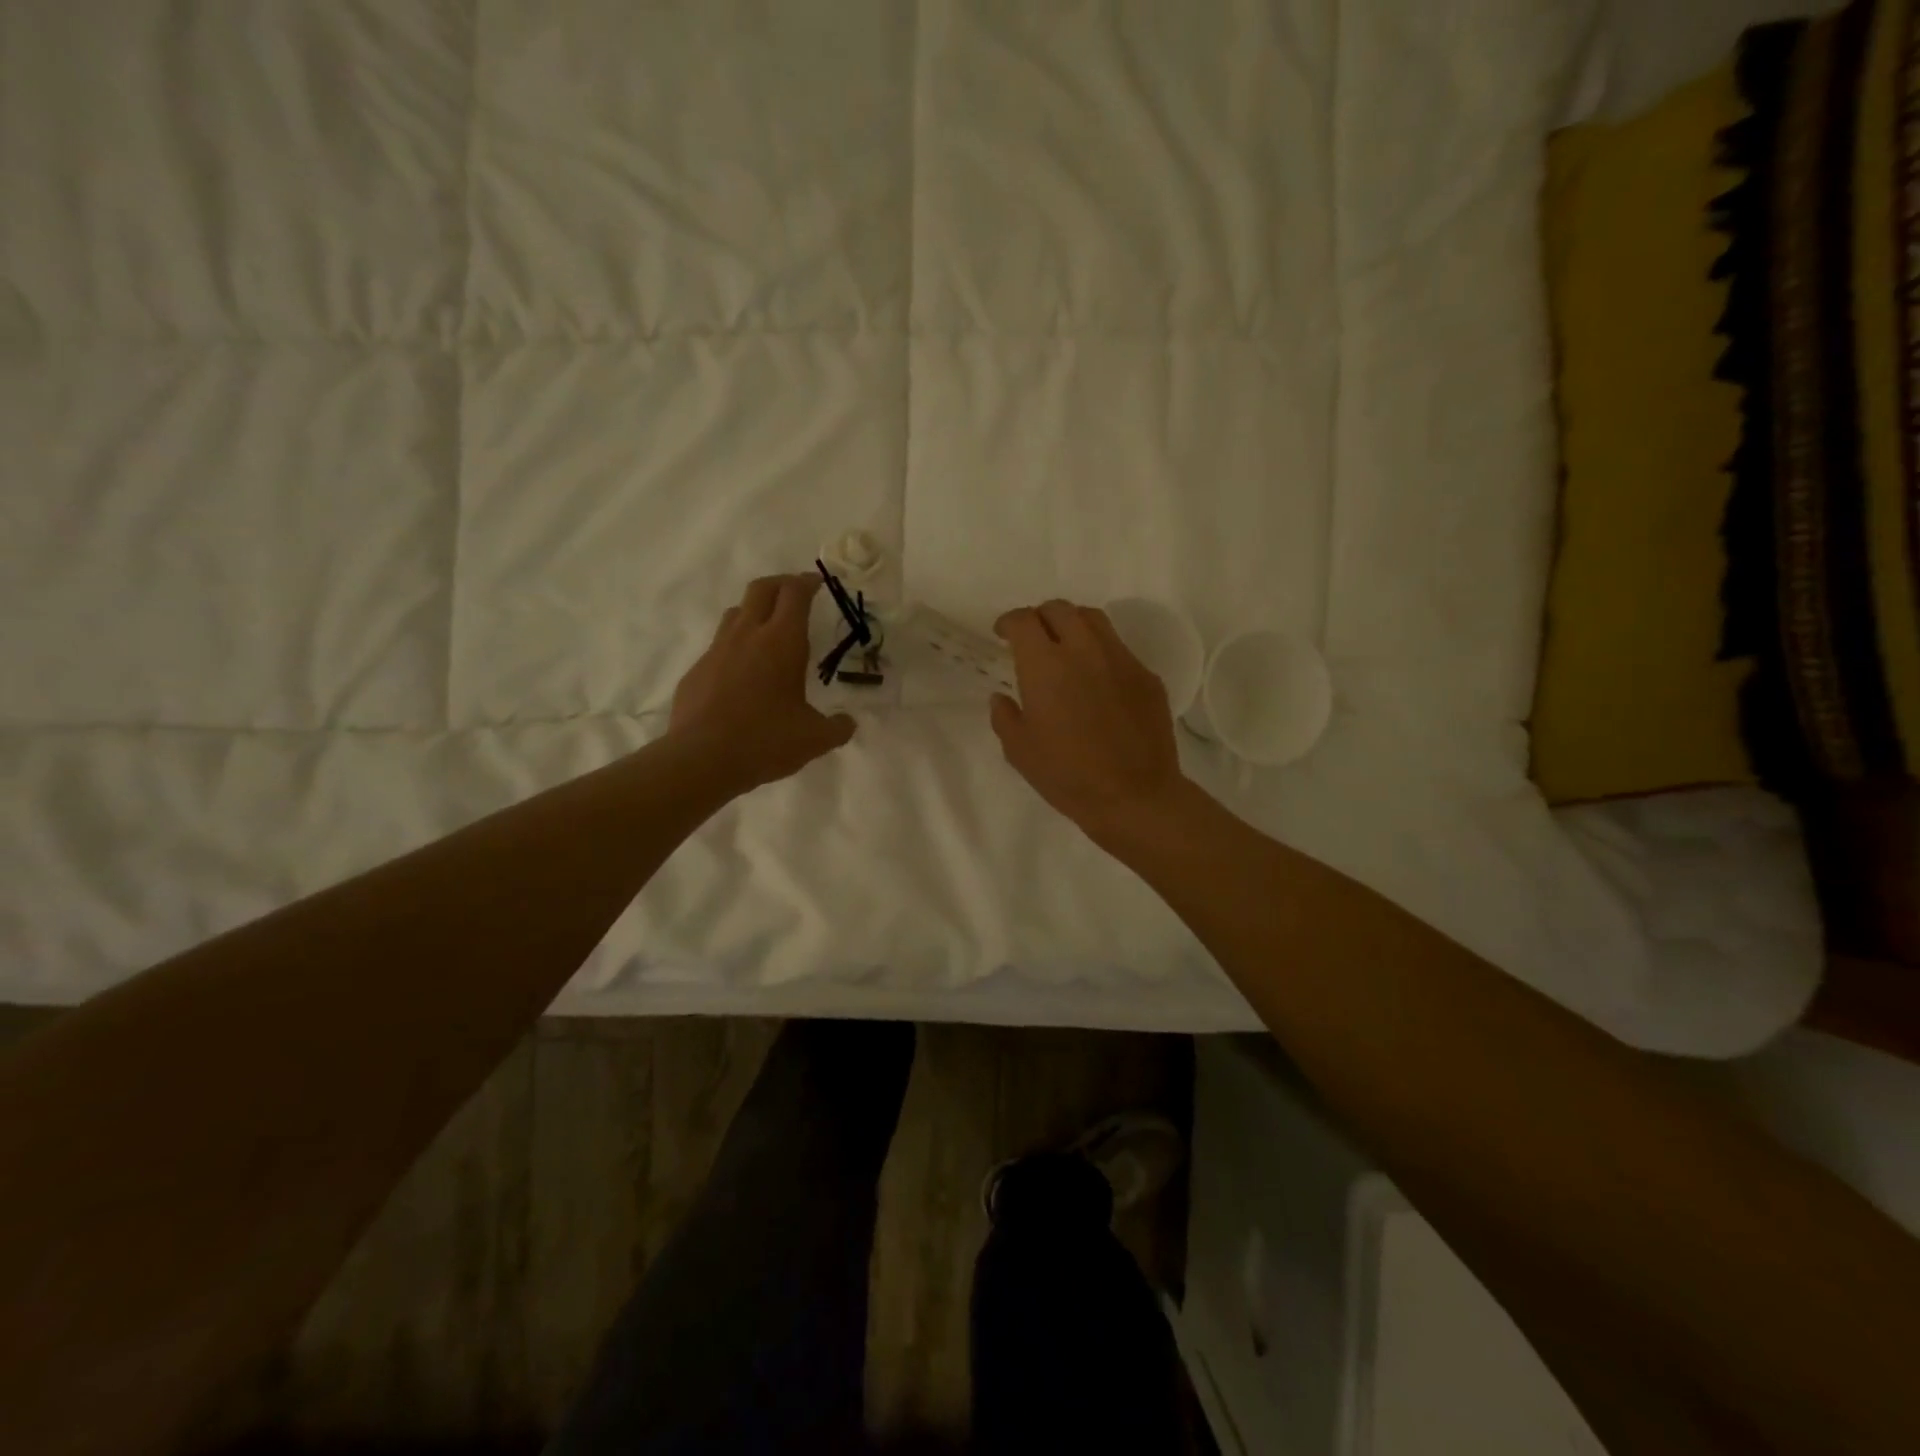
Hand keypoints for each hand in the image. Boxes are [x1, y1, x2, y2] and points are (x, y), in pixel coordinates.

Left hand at [670, 575, 856, 792]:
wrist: (702, 759)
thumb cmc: (765, 741)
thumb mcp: (814, 739)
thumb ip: (837, 728)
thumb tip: (848, 723)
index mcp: (782, 642)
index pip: (794, 593)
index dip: (807, 583)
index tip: (817, 584)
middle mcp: (748, 635)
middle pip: (762, 588)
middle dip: (781, 584)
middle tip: (796, 593)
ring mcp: (717, 650)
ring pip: (736, 612)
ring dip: (755, 611)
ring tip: (769, 629)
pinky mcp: (697, 670)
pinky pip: (719, 646)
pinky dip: (736, 646)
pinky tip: (743, 673)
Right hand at [990, 599, 1189, 840]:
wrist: (1134, 795)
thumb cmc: (1067, 775)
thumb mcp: (1019, 751)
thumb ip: (1005, 716)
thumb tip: (1002, 697)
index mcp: (1045, 665)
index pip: (1024, 621)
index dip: (1009, 622)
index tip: (1002, 634)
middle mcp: (1084, 650)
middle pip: (1060, 609)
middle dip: (1040, 617)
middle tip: (1033, 638)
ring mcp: (1121, 659)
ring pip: (1094, 620)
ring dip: (1073, 625)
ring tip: (1066, 647)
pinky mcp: (1146, 676)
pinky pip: (1119, 649)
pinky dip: (1100, 652)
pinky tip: (1097, 680)